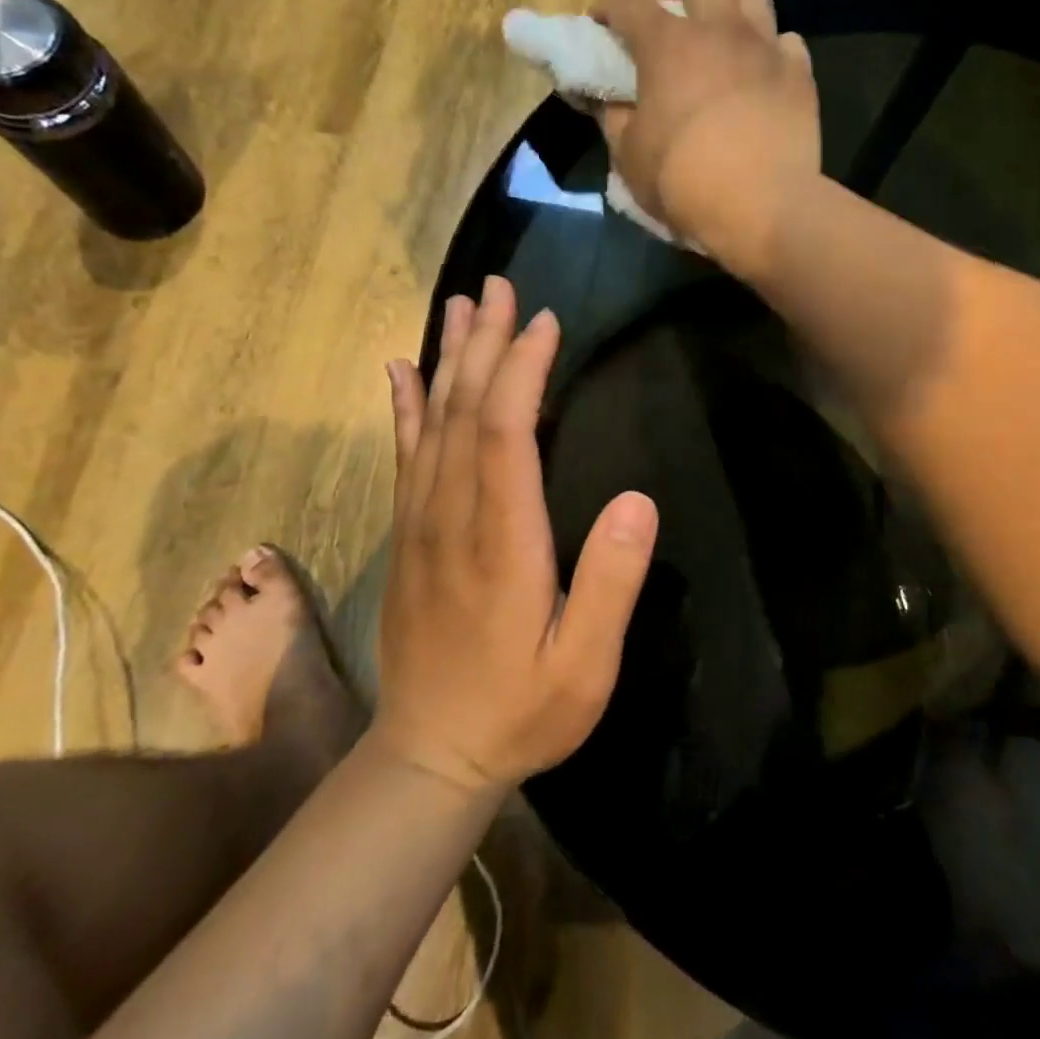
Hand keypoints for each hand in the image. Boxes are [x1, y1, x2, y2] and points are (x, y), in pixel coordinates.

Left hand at [376, 277, 658, 793]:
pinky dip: (404, 405)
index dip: (522, 371)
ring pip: (430, 422)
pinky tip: (402, 369)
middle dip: (484, 342)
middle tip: (499, 286)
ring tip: (459, 305)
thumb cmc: (521, 709)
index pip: (506, 433)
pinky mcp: (406, 534)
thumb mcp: (585, 667)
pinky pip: (403, 454)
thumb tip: (637, 500)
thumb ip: (610, 584)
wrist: (431, 753)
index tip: (545, 322)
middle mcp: (451, 518)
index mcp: (501, 542)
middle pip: (463, 411)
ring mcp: (419, 523)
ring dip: (446, 358)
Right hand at [591, 0, 819, 265]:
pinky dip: (769, 52)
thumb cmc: (685, 184)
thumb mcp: (631, 159)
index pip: (626, 0)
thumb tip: (612, 102)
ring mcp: (765, 48)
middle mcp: (719, 30)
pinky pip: (785, 42)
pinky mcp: (800, 75)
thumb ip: (616, 120)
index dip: (606, 7)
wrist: (764, 209)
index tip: (600, 25)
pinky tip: (760, 77)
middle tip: (670, 26)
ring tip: (720, 41)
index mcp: (668, 45)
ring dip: (729, 6)